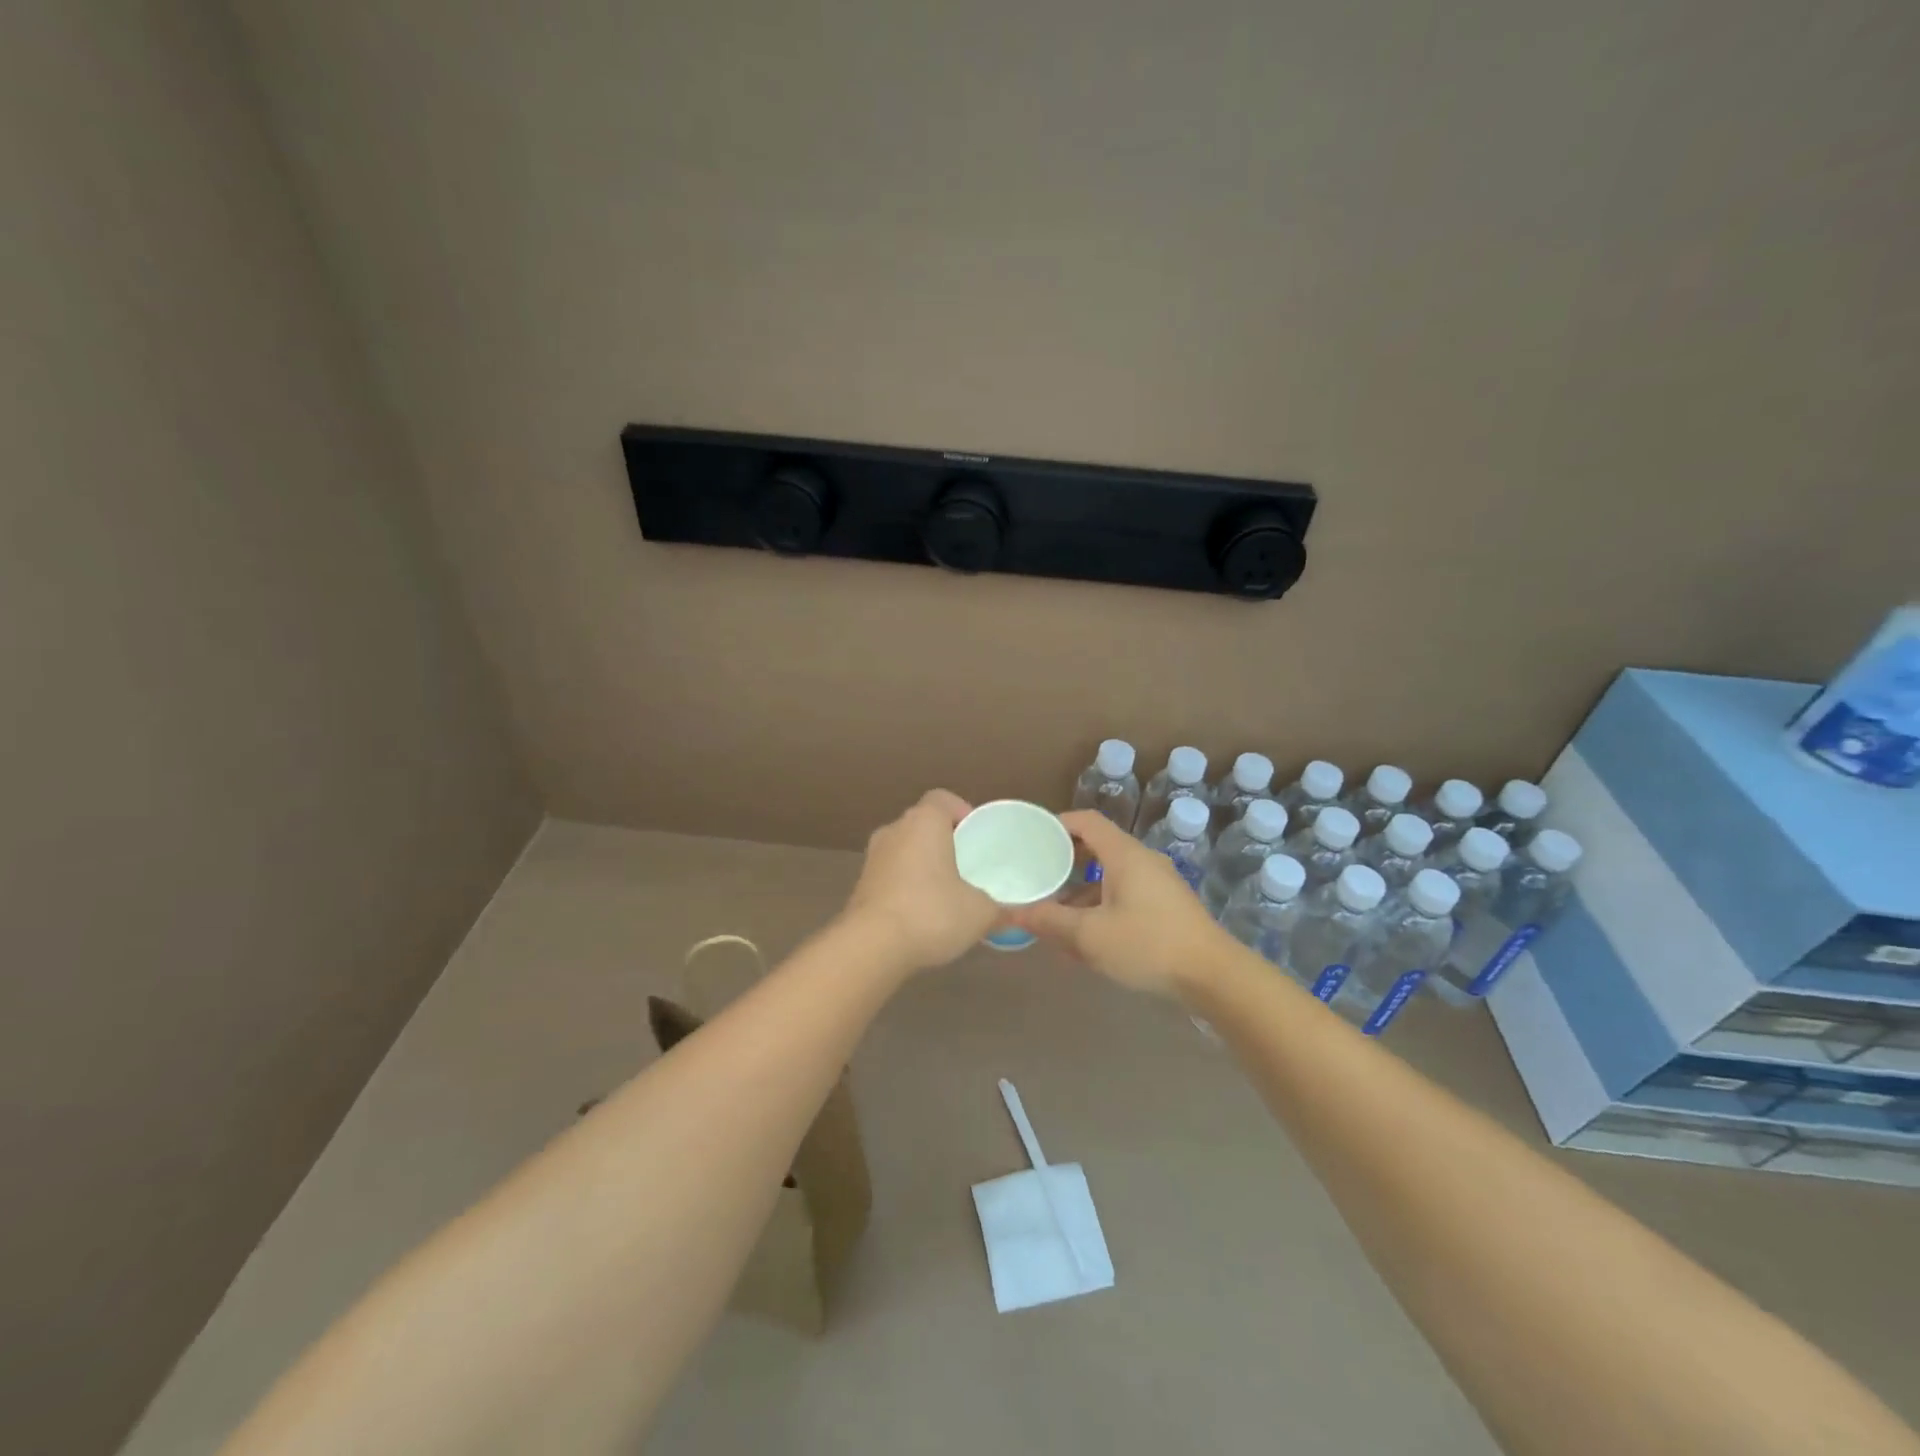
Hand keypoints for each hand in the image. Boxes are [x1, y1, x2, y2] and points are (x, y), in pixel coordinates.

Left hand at [843, 790, 999, 969]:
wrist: (871, 947)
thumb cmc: (931, 913)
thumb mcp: (980, 913)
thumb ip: (999, 908)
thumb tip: (1013, 915)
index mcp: (924, 822)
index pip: (942, 799)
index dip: (962, 812)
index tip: (977, 836)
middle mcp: (894, 830)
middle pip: (922, 824)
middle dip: (944, 841)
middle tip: (967, 866)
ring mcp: (872, 858)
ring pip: (904, 851)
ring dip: (922, 865)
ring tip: (946, 893)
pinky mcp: (860, 886)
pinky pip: (890, 876)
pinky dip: (905, 887)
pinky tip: (921, 915)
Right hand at [1009, 810, 1227, 993]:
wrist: (1214, 977)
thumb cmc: (1149, 945)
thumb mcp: (1090, 936)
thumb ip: (1049, 921)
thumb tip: (1013, 912)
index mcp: (1124, 855)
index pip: (1087, 821)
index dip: (1057, 824)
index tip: (1031, 838)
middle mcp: (1142, 861)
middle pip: (1097, 848)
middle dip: (1064, 861)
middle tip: (1036, 876)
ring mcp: (1158, 885)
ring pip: (1110, 876)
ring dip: (1081, 891)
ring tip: (1054, 914)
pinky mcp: (1166, 908)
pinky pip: (1124, 896)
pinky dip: (1100, 907)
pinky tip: (1085, 939)